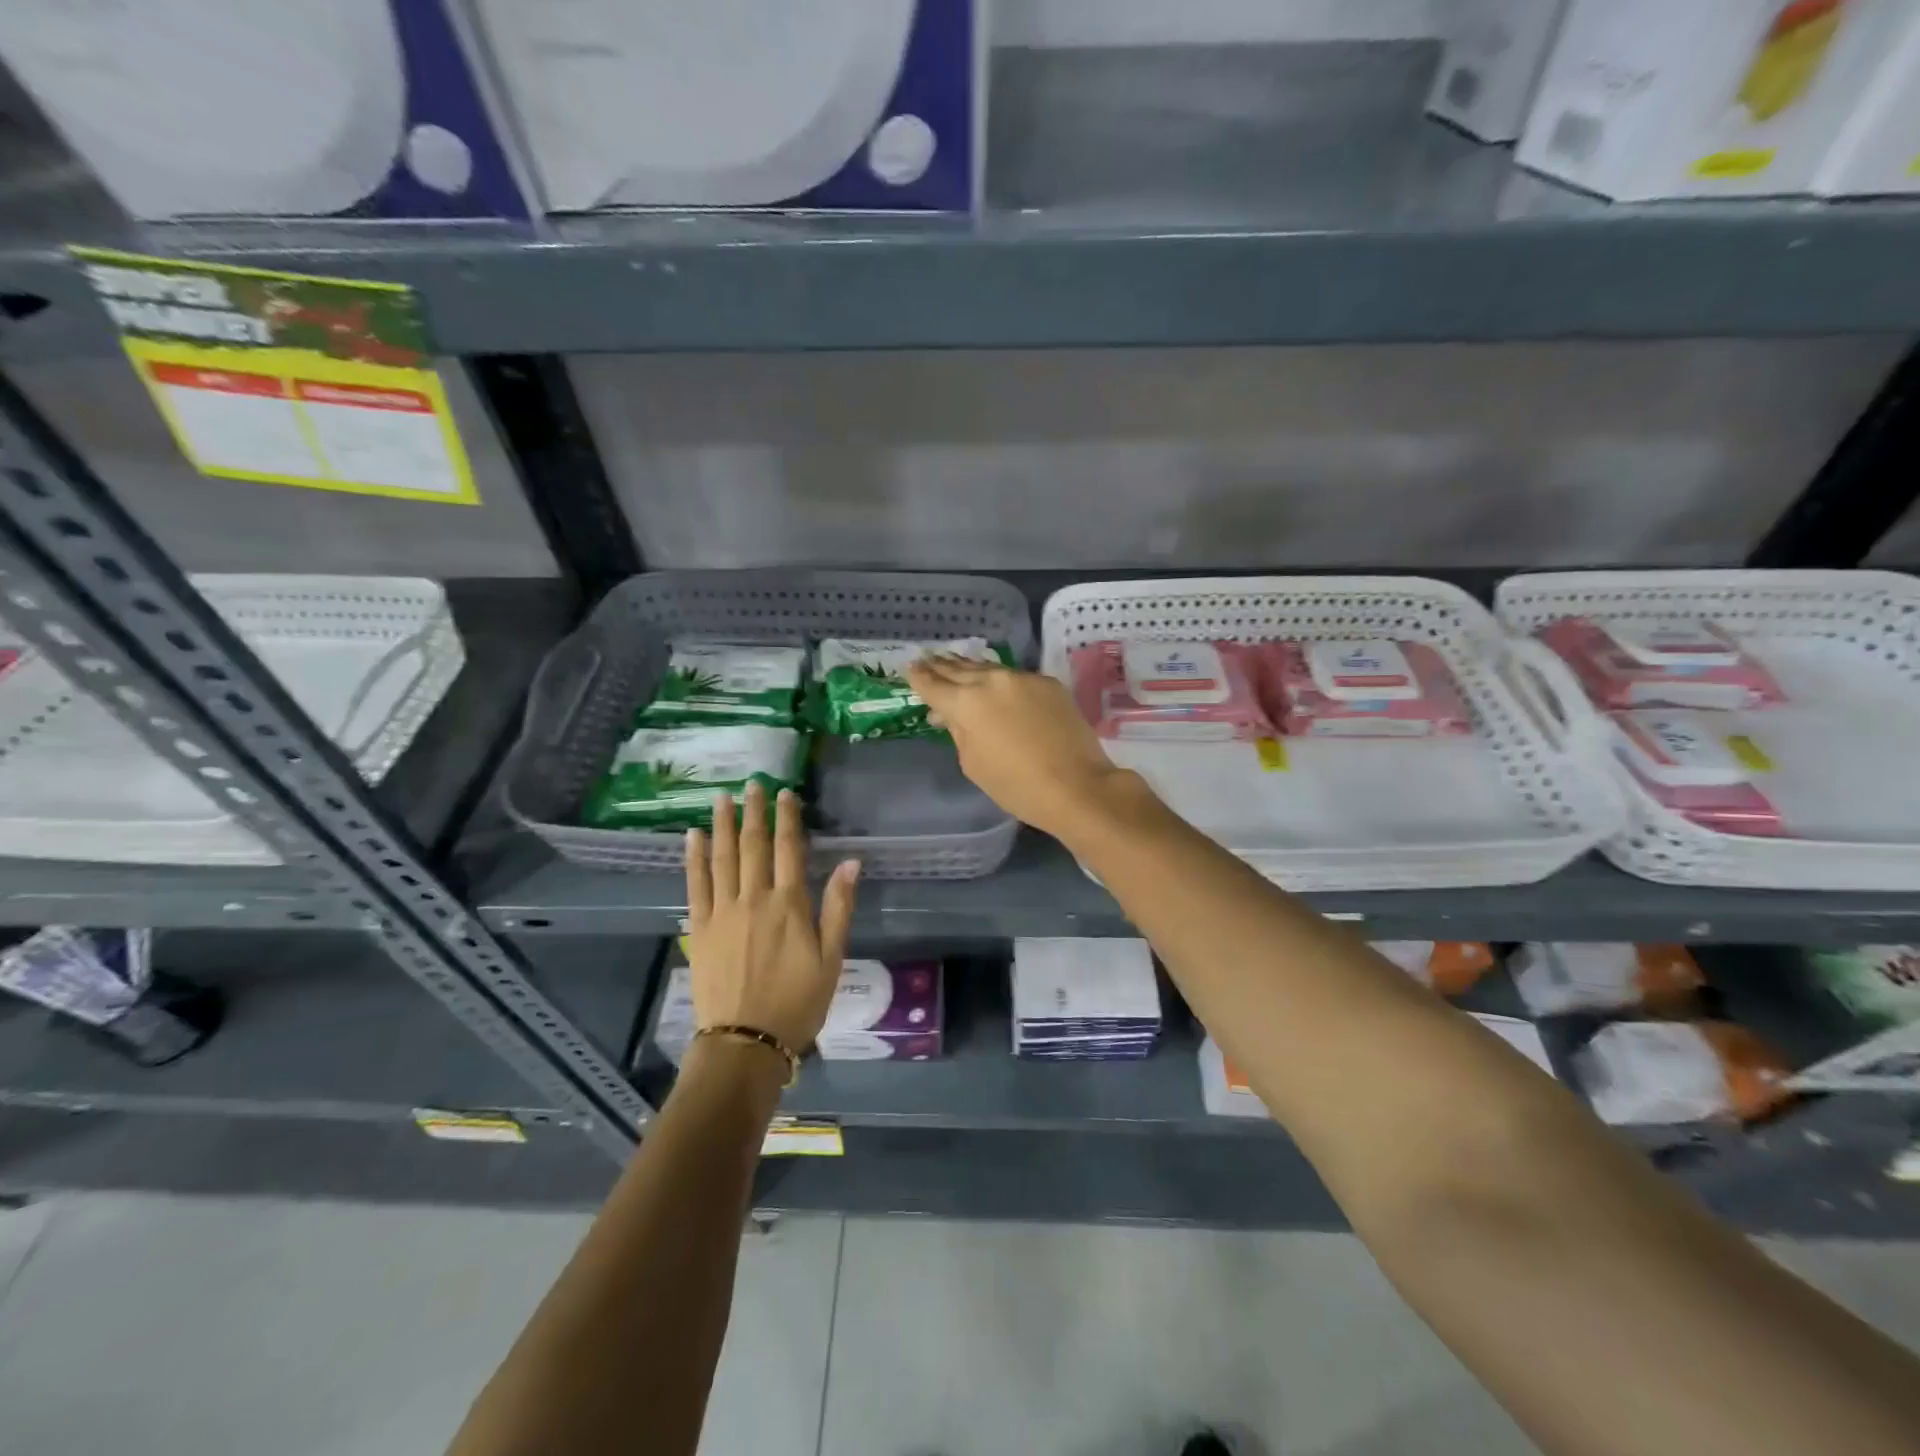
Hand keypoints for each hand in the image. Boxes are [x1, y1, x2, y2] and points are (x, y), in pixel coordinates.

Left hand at [684, 782, 859, 1052]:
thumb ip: (839, 907)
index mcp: (789, 904)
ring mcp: (723, 911)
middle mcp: (754, 898)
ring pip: (723, 858)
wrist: (745, 1042)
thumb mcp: (831, 958)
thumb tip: (851, 862)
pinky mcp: (700, 928)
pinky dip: (694, 858)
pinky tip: (693, 836)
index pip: (789, 849)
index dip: (788, 818)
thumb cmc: (797, 1002)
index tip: (785, 792)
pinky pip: (696, 884)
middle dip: (754, 812)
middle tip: (752, 784)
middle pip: (754, 845)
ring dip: (723, 825)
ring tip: (722, 798)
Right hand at [906, 655, 1134, 840]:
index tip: (910, 668)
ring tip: (954, 663)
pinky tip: (994, 682)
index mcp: (967, 703)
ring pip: (989, 669)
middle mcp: (992, 681)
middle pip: (959, 670)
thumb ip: (959, 732)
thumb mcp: (973, 764)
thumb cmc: (1017, 786)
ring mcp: (1023, 679)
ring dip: (969, 668)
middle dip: (941, 666)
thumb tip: (952, 715)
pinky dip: (1000, 680)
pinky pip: (1016, 678)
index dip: (919, 678)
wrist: (1077, 786)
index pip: (934, 685)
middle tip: (926, 659)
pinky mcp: (1048, 684)